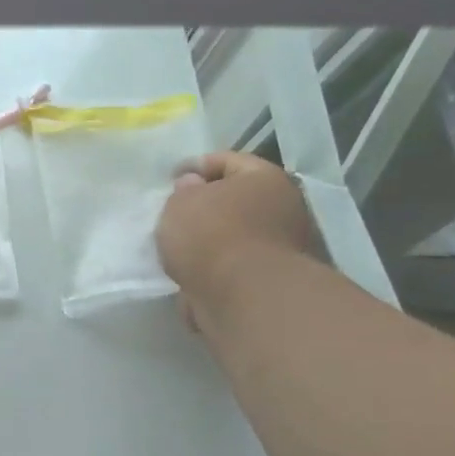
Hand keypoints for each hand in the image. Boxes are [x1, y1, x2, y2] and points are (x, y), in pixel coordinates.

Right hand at [157, 151, 324, 329]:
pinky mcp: (273, 278)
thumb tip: (195, 187)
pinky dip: (217, 266)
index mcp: (265, 178)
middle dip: (208, 204)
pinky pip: (237, 264)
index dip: (195, 165)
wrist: (244, 296)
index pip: (227, 159)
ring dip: (212, 238)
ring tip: (179, 247)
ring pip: (238, 233)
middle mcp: (284, 206)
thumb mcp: (181, 202)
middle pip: (238, 198)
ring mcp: (284, 245)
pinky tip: (193, 272)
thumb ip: (184, 190)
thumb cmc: (211, 235)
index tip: (169, 179)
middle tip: (176, 212)